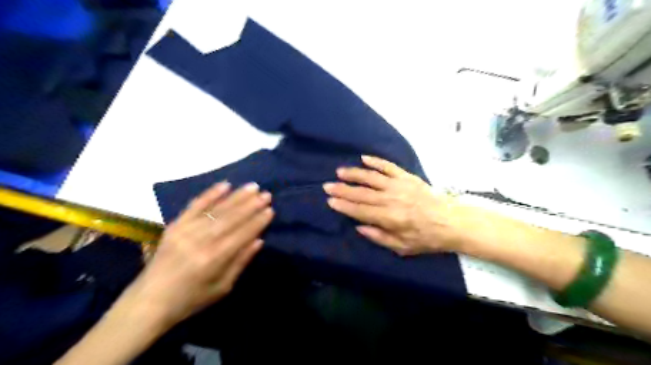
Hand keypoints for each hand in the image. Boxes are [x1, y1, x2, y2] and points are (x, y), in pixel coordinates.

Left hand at [125, 181, 272, 325]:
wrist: (148, 302)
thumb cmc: (190, 299)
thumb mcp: (222, 288)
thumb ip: (240, 262)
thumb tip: (258, 241)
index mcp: (214, 259)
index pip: (242, 234)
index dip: (258, 221)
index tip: (270, 210)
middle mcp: (201, 241)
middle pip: (231, 218)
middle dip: (251, 205)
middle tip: (266, 194)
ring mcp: (186, 231)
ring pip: (217, 209)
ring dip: (237, 197)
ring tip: (253, 187)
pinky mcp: (175, 226)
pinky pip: (194, 206)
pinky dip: (210, 194)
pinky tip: (225, 185)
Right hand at [322, 156, 476, 254]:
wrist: (451, 221)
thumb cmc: (426, 237)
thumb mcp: (402, 247)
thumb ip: (379, 237)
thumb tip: (359, 227)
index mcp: (389, 218)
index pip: (360, 210)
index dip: (344, 206)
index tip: (330, 201)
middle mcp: (391, 199)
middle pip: (362, 193)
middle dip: (343, 189)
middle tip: (327, 185)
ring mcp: (399, 185)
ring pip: (371, 177)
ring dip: (354, 174)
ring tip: (340, 172)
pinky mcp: (407, 177)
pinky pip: (388, 166)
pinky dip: (376, 161)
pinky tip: (364, 158)